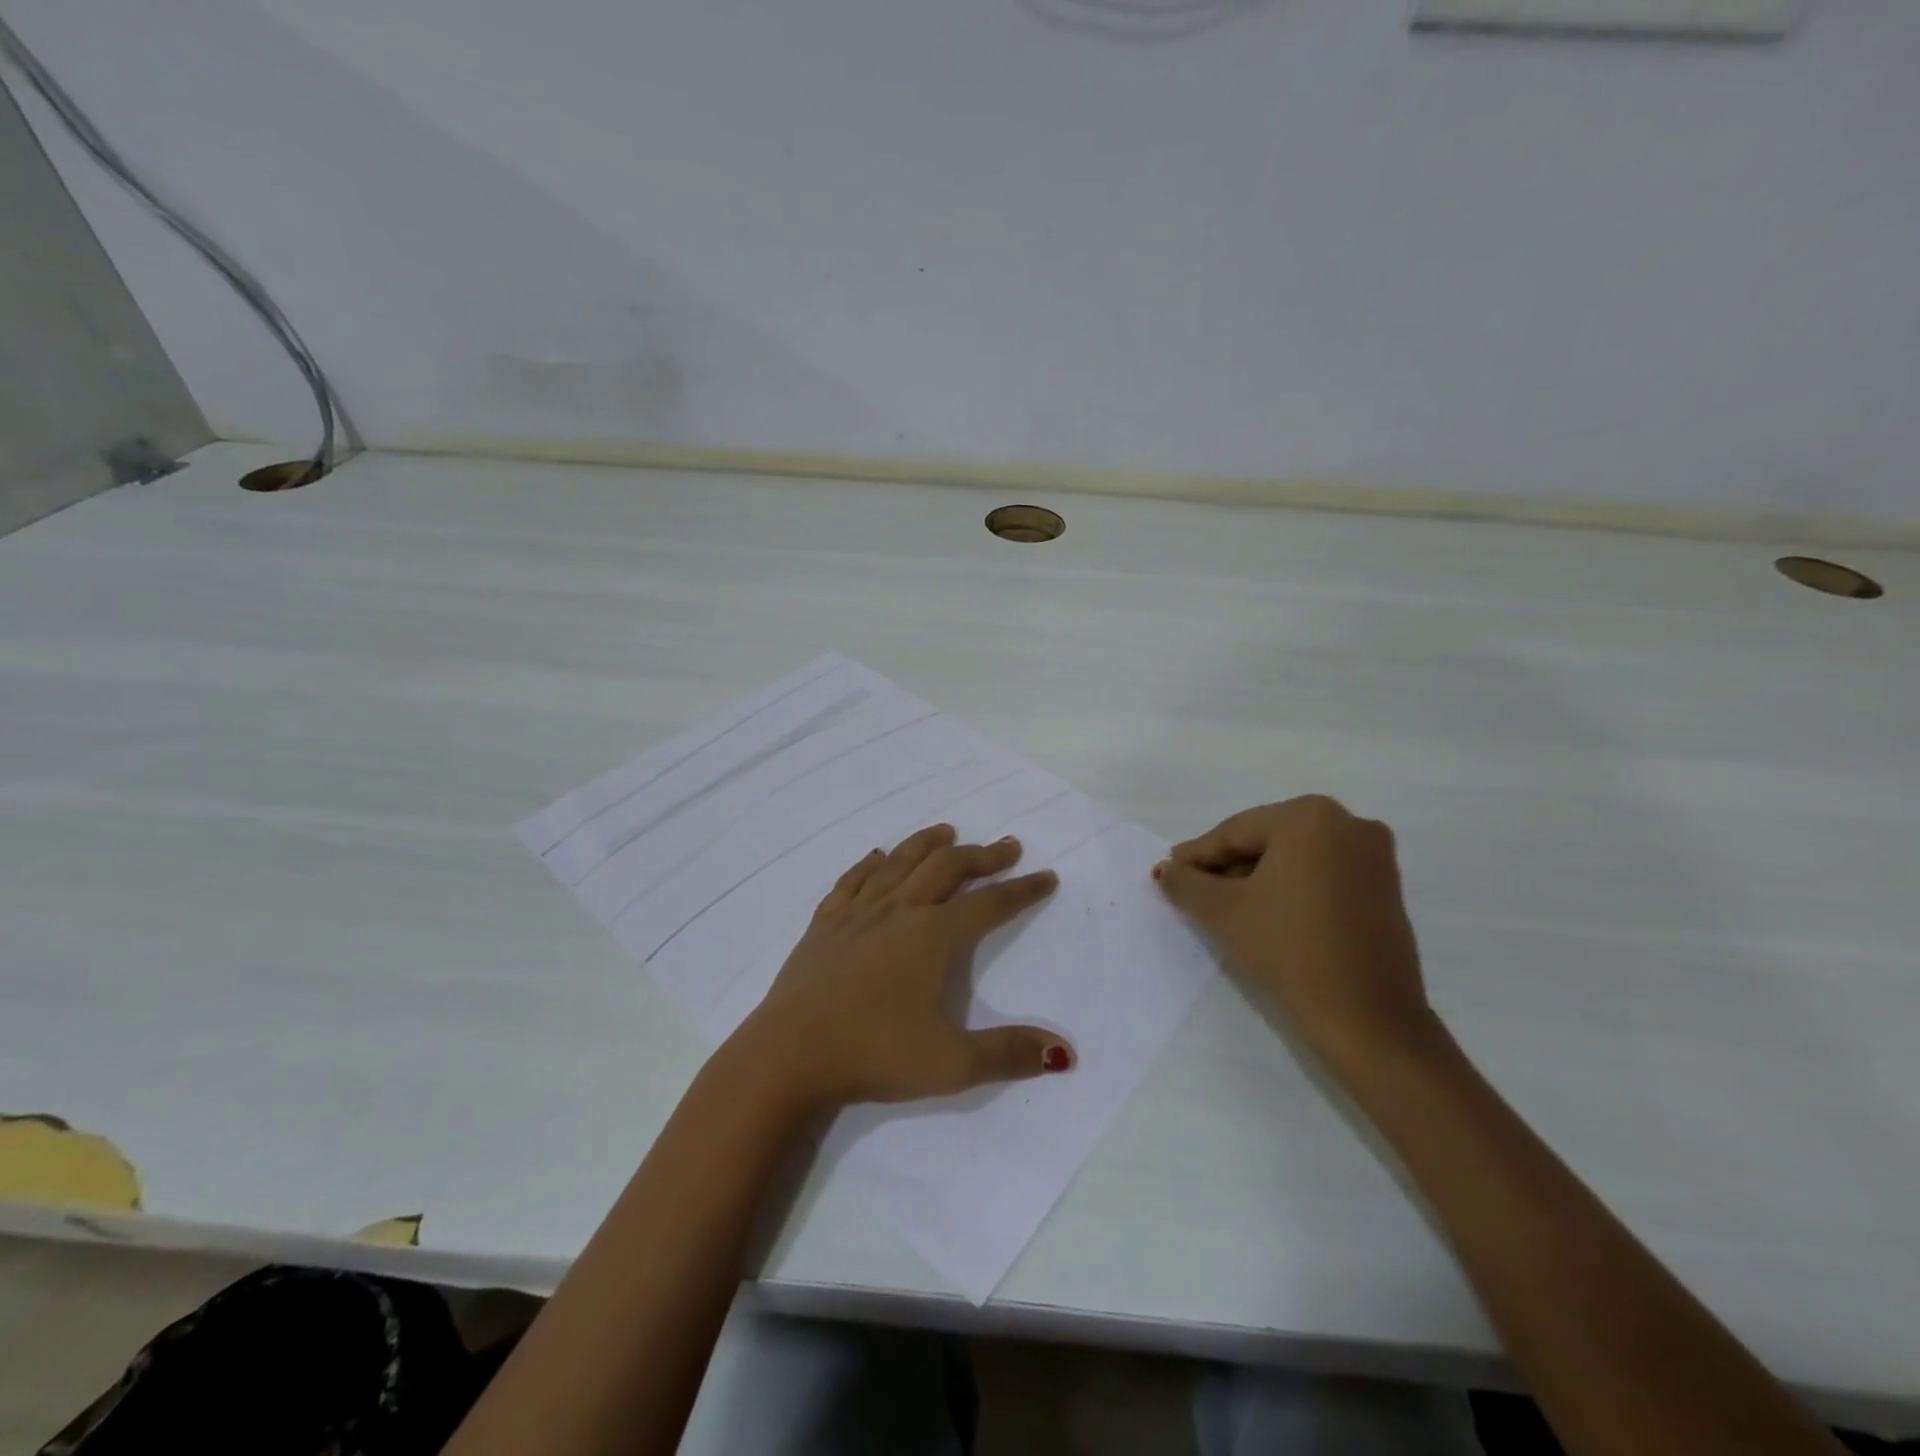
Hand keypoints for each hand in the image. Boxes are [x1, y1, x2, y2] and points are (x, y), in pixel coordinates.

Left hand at [734, 824, 1073, 1109]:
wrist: (789, 1054)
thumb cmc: (874, 1054)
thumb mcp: (952, 1064)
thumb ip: (1009, 1053)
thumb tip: (1063, 1053)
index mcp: (933, 936)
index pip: (989, 903)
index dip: (1022, 890)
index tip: (1046, 877)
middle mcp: (899, 910)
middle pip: (947, 868)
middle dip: (982, 856)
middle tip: (1006, 847)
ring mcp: (857, 912)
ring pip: (900, 862)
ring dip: (928, 844)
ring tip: (948, 832)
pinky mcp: (824, 923)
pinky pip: (853, 880)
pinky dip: (871, 864)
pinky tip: (877, 858)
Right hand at [1154, 795, 1439, 1074]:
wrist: (1367, 1019)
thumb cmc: (1289, 949)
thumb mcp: (1223, 912)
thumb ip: (1186, 883)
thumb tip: (1165, 870)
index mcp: (1310, 816)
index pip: (1235, 832)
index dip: (1197, 856)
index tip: (1170, 872)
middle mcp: (1349, 823)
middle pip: (1266, 841)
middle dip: (1228, 867)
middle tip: (1195, 892)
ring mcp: (1374, 856)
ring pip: (1295, 859)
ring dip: (1258, 879)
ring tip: (1226, 908)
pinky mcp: (1387, 889)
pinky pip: (1323, 876)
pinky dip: (1292, 890)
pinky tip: (1268, 916)